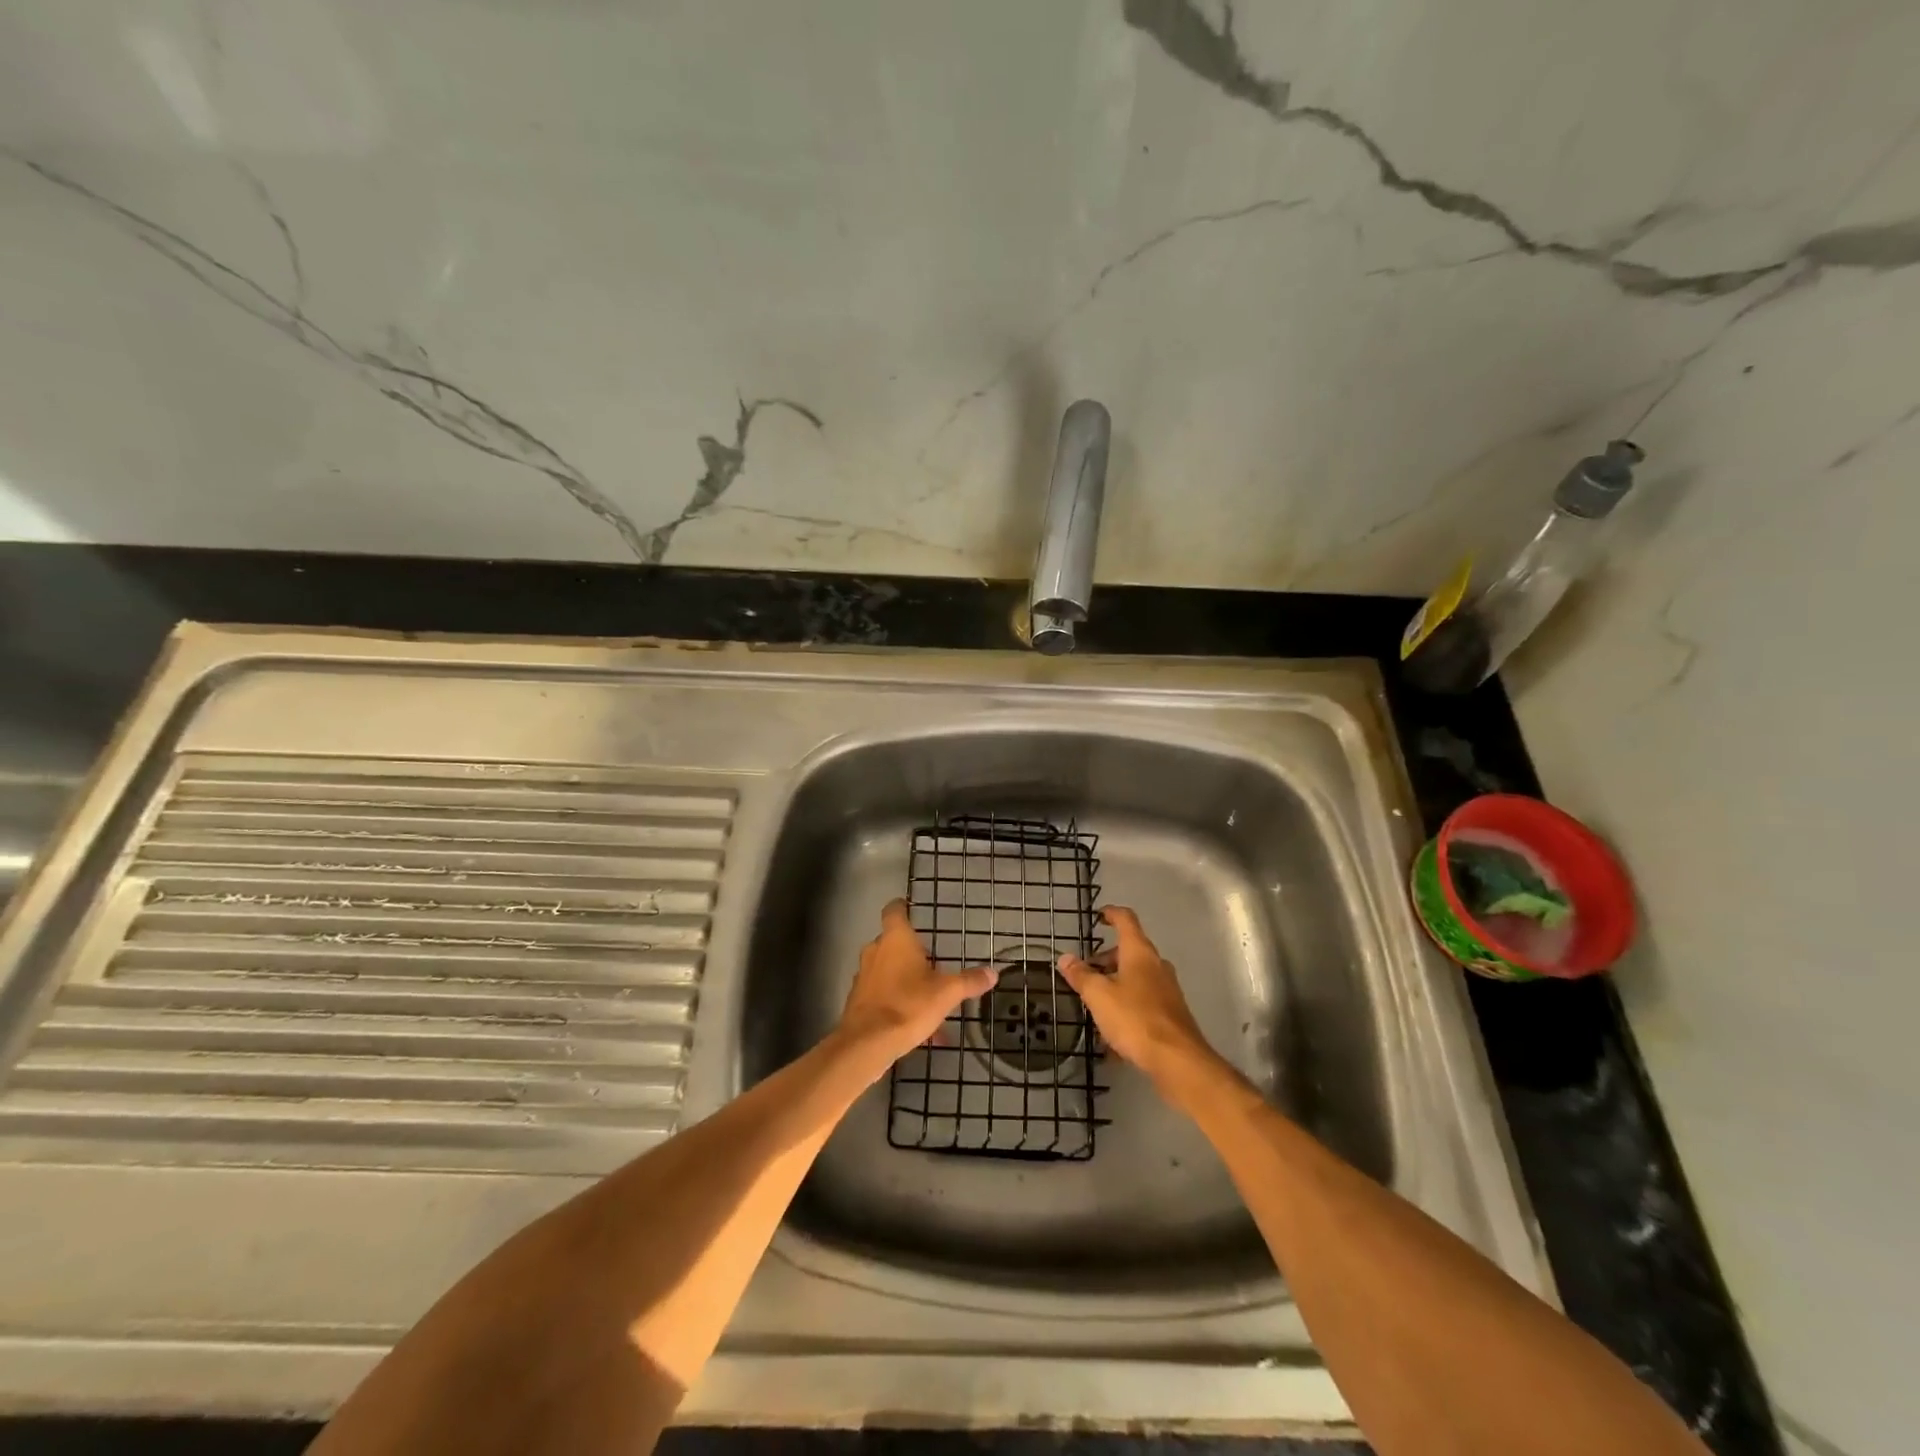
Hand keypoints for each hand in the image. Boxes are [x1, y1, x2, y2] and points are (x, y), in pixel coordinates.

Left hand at [836, 900, 996, 1068]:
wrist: (867, 1043)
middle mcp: (875, 951)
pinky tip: (918, 1028)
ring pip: (887, 970)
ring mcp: (863, 976)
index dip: (902, 907)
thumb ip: (969, 981)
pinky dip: (897, 1003)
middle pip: (891, 941)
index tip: (911, 908)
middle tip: (931, 961)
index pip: (894, 910)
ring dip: (904, 979)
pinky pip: (882, 995)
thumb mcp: (947, 993)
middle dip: (910, 951)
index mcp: (896, 939)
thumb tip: (993, 973)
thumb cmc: (908, 1005)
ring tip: (929, 1000)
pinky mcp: (858, 1001)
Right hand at [1058, 906, 1217, 1091]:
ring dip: (1115, 985)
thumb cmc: (1135, 1018)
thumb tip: (1066, 958)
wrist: (1177, 1060)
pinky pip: (1143, 1002)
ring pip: (1136, 978)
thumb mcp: (1099, 996)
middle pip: (1130, 951)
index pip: (1126, 920)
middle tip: (1085, 973)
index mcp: (1139, 953)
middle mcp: (1156, 966)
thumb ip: (1081, 975)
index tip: (1098, 916)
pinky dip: (1126, 1008)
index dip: (1111, 914)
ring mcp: (1167, 990)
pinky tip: (1111, 1036)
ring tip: (1094, 1005)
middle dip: (1106, 959)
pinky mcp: (1171, 1015)